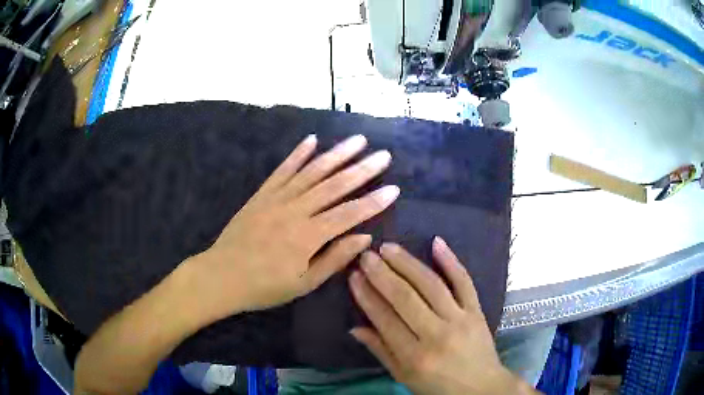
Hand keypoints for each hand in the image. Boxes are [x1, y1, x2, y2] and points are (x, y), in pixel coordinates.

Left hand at [185, 134, 398, 322]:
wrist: (221, 276)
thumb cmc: (264, 286)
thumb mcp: (303, 284)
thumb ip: (334, 259)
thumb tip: (364, 238)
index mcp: (308, 236)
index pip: (349, 214)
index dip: (373, 202)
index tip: (394, 188)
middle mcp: (295, 210)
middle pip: (334, 185)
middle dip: (362, 169)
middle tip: (384, 155)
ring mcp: (277, 198)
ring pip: (312, 172)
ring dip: (336, 154)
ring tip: (358, 140)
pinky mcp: (262, 194)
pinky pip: (282, 170)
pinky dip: (297, 154)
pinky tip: (312, 140)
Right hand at [349, 238, 534, 394]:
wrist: (481, 388)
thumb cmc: (438, 387)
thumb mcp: (404, 377)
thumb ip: (381, 352)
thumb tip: (355, 328)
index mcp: (414, 357)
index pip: (385, 320)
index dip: (367, 296)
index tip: (353, 276)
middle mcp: (437, 335)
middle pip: (406, 298)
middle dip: (382, 274)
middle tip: (366, 256)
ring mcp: (460, 320)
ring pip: (431, 285)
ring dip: (408, 263)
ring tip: (388, 247)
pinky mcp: (477, 311)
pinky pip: (464, 282)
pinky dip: (451, 261)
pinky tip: (436, 242)